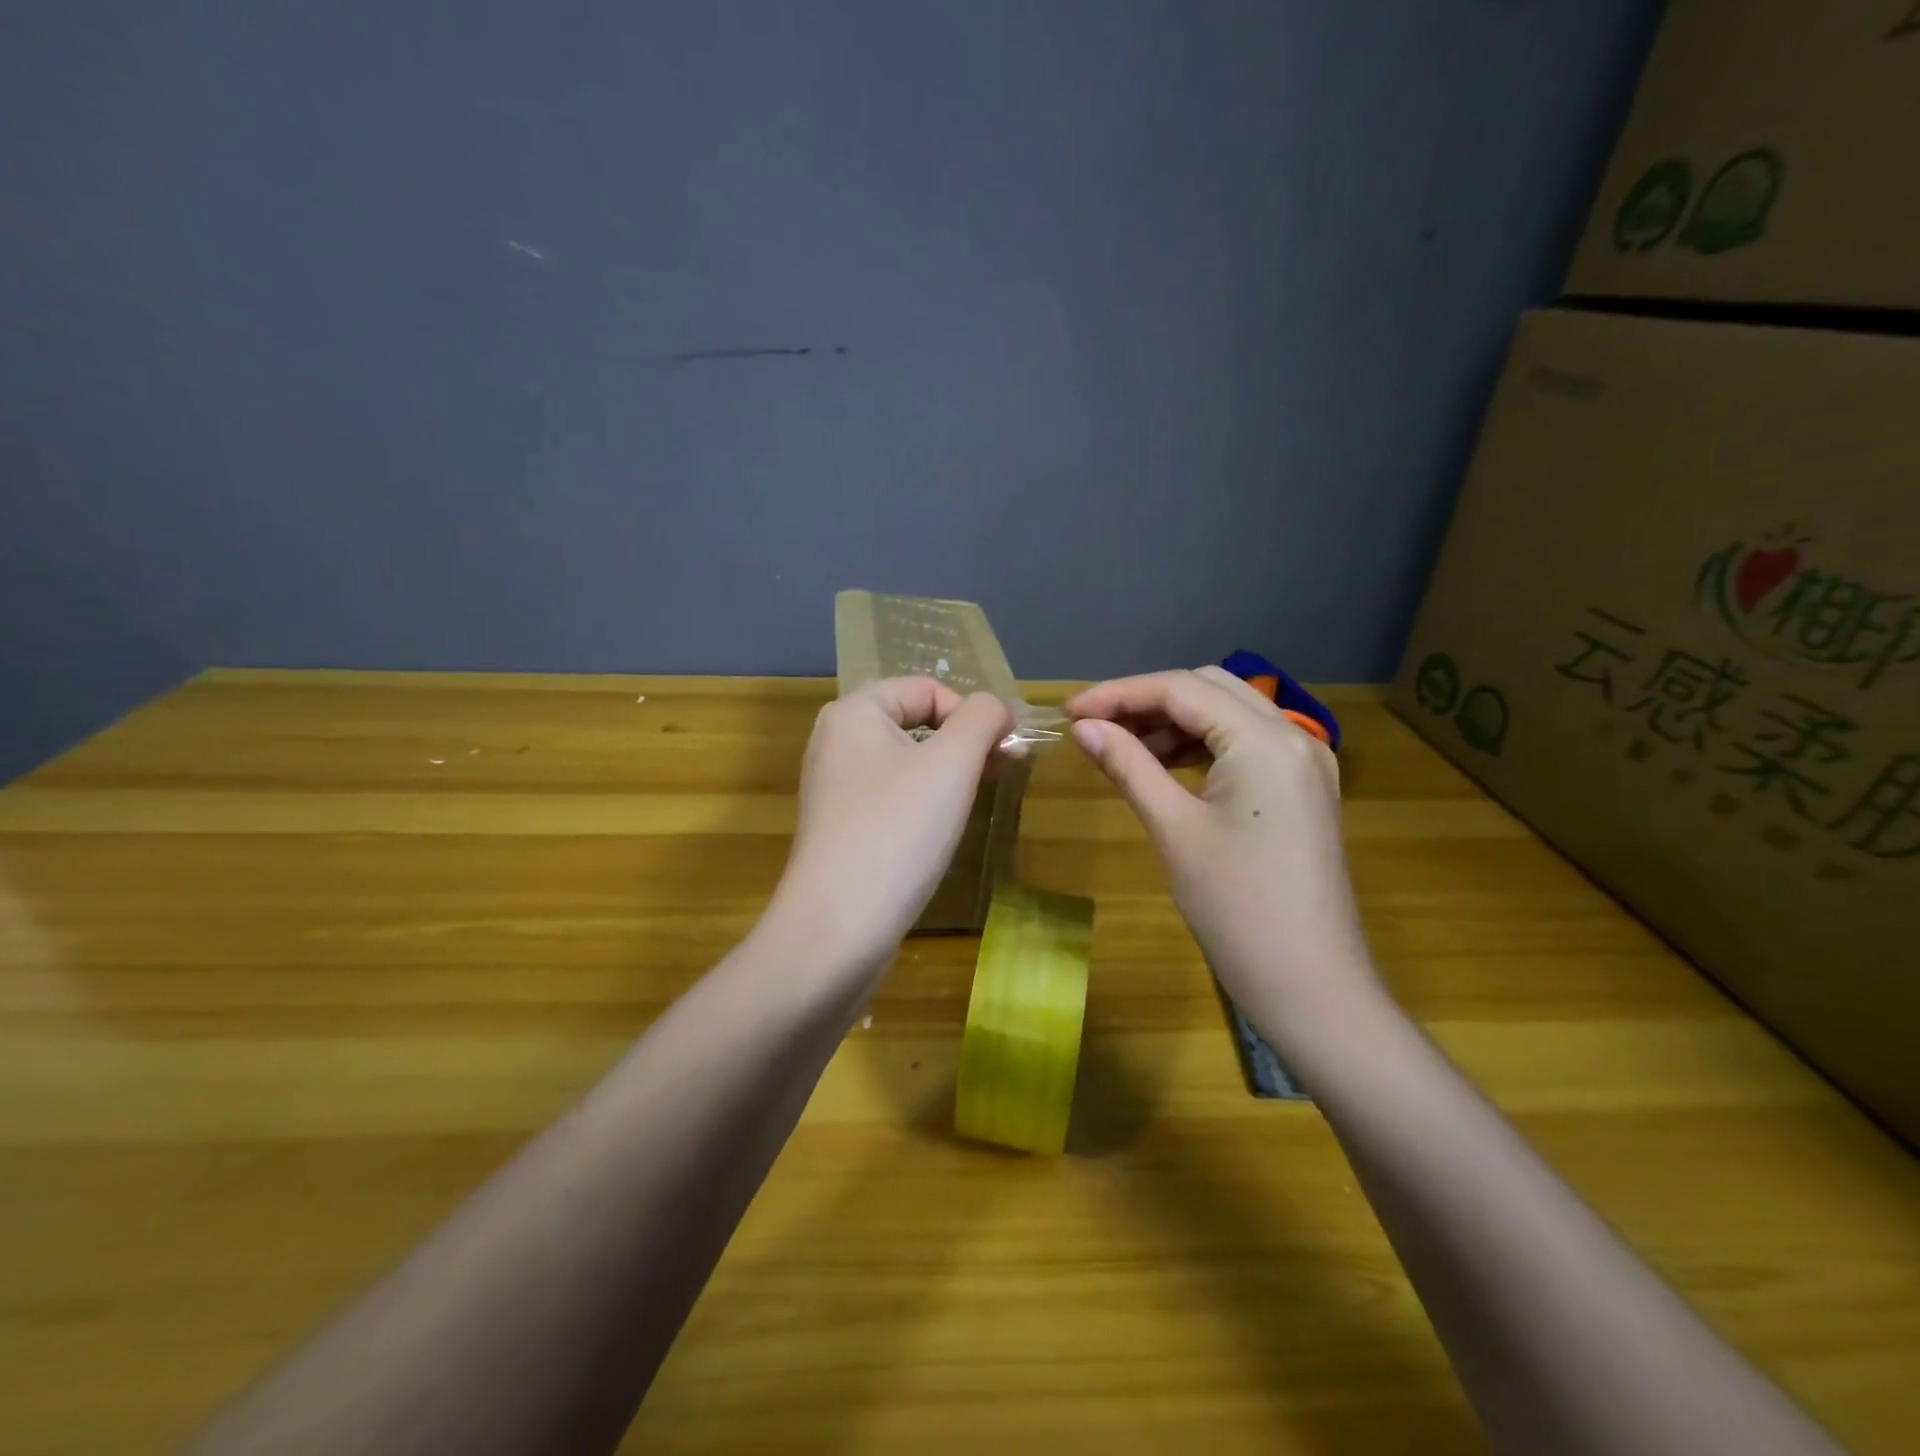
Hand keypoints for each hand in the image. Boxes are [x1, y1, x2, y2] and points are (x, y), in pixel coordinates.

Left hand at [767, 677, 1011, 974]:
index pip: (927, 687)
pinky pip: (891, 796)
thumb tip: (997, 709)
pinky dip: (923, 803)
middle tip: (1000, 775)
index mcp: (854, 711)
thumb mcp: (952, 763)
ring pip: (906, 761)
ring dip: (948, 773)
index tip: (1006, 752)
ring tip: (975, 802)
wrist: (837, 928)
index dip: (973, 712)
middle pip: (916, 721)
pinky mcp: (840, 827)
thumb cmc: (897, 831)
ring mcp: (834, 787)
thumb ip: (982, 719)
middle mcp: (836, 740)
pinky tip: (939, 832)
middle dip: (964, 743)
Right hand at [1067, 667, 1380, 1026]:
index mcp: (1265, 741)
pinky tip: (1164, 765)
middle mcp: (1294, 736)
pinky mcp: (1303, 789)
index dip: (1120, 694)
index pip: (1182, 689)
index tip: (1070, 712)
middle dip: (1147, 700)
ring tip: (1121, 746)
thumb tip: (1083, 728)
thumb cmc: (1237, 908)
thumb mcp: (1175, 830)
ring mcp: (1305, 763)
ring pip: (1229, 713)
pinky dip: (1201, 744)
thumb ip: (1129, 766)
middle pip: (1209, 689)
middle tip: (1094, 726)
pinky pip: (1246, 745)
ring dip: (1174, 720)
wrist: (1312, 987)